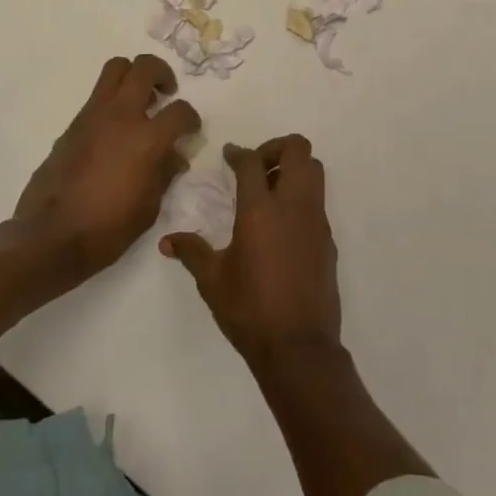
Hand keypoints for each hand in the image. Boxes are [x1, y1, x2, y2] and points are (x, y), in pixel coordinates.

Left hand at [12, 54, 200, 279]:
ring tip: (140, 102)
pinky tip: (115, 131)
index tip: (191, 129)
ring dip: (133, 77)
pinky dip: (112, 102)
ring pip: (115, 69)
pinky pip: (97, 97)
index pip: (180, 111)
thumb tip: (174, 156)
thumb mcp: (149, 207)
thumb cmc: (107, 229)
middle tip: (165, 93)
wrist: (50, 237)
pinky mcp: (72, 125)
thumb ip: (164, 173)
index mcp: (146, 139)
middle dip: (161, 73)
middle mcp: (120, 116)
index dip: (192, 118)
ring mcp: (92, 117)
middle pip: (144, 67)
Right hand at [161, 136, 341, 367]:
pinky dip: (301, 197)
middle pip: (298, 149)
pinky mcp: (328, 239)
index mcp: (260, 210)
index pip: (252, 162)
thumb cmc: (249, 310)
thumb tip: (167, 242)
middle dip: (276, 148)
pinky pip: (318, 201)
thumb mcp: (212, 280)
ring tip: (269, 191)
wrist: (299, 347)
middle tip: (256, 168)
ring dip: (293, 169)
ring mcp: (316, 221)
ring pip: (314, 171)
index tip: (229, 155)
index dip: (238, 153)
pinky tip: (282, 225)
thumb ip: (192, 252)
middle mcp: (293, 205)